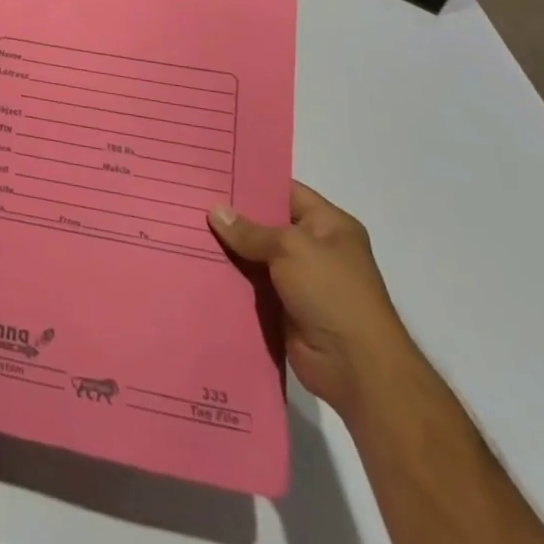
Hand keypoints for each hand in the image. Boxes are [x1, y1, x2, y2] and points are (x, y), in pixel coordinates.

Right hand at [208, 182, 416, 418]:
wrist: (357, 369)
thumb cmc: (333, 294)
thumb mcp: (291, 248)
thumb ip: (250, 231)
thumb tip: (215, 210)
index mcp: (329, 225)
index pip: (285, 191)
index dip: (252, 182)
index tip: (215, 174)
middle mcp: (315, 248)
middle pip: (266, 223)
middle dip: (233, 216)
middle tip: (191, 198)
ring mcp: (300, 280)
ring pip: (255, 255)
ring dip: (228, 248)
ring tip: (186, 227)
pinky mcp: (284, 307)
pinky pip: (251, 284)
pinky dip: (231, 277)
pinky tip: (198, 263)